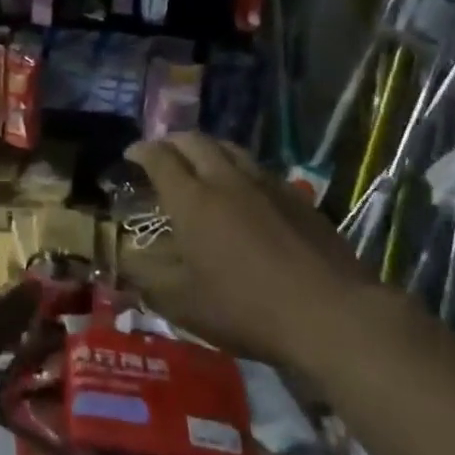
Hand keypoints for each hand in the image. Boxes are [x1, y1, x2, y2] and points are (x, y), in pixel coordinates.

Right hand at [120, 135, 394, 372]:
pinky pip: (259, 168)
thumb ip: (147, 276)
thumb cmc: (245, 309)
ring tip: (200, 162)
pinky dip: (239, 167)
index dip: (141, 151)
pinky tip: (244, 189)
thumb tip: (125, 258)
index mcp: (193, 201)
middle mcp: (227, 180)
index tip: (130, 155)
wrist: (329, 313)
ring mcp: (267, 185)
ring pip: (231, 149)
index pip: (160, 159)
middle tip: (161, 154)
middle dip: (172, 142)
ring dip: (208, 148)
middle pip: (196, 142)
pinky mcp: (298, 198)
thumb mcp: (182, 303)